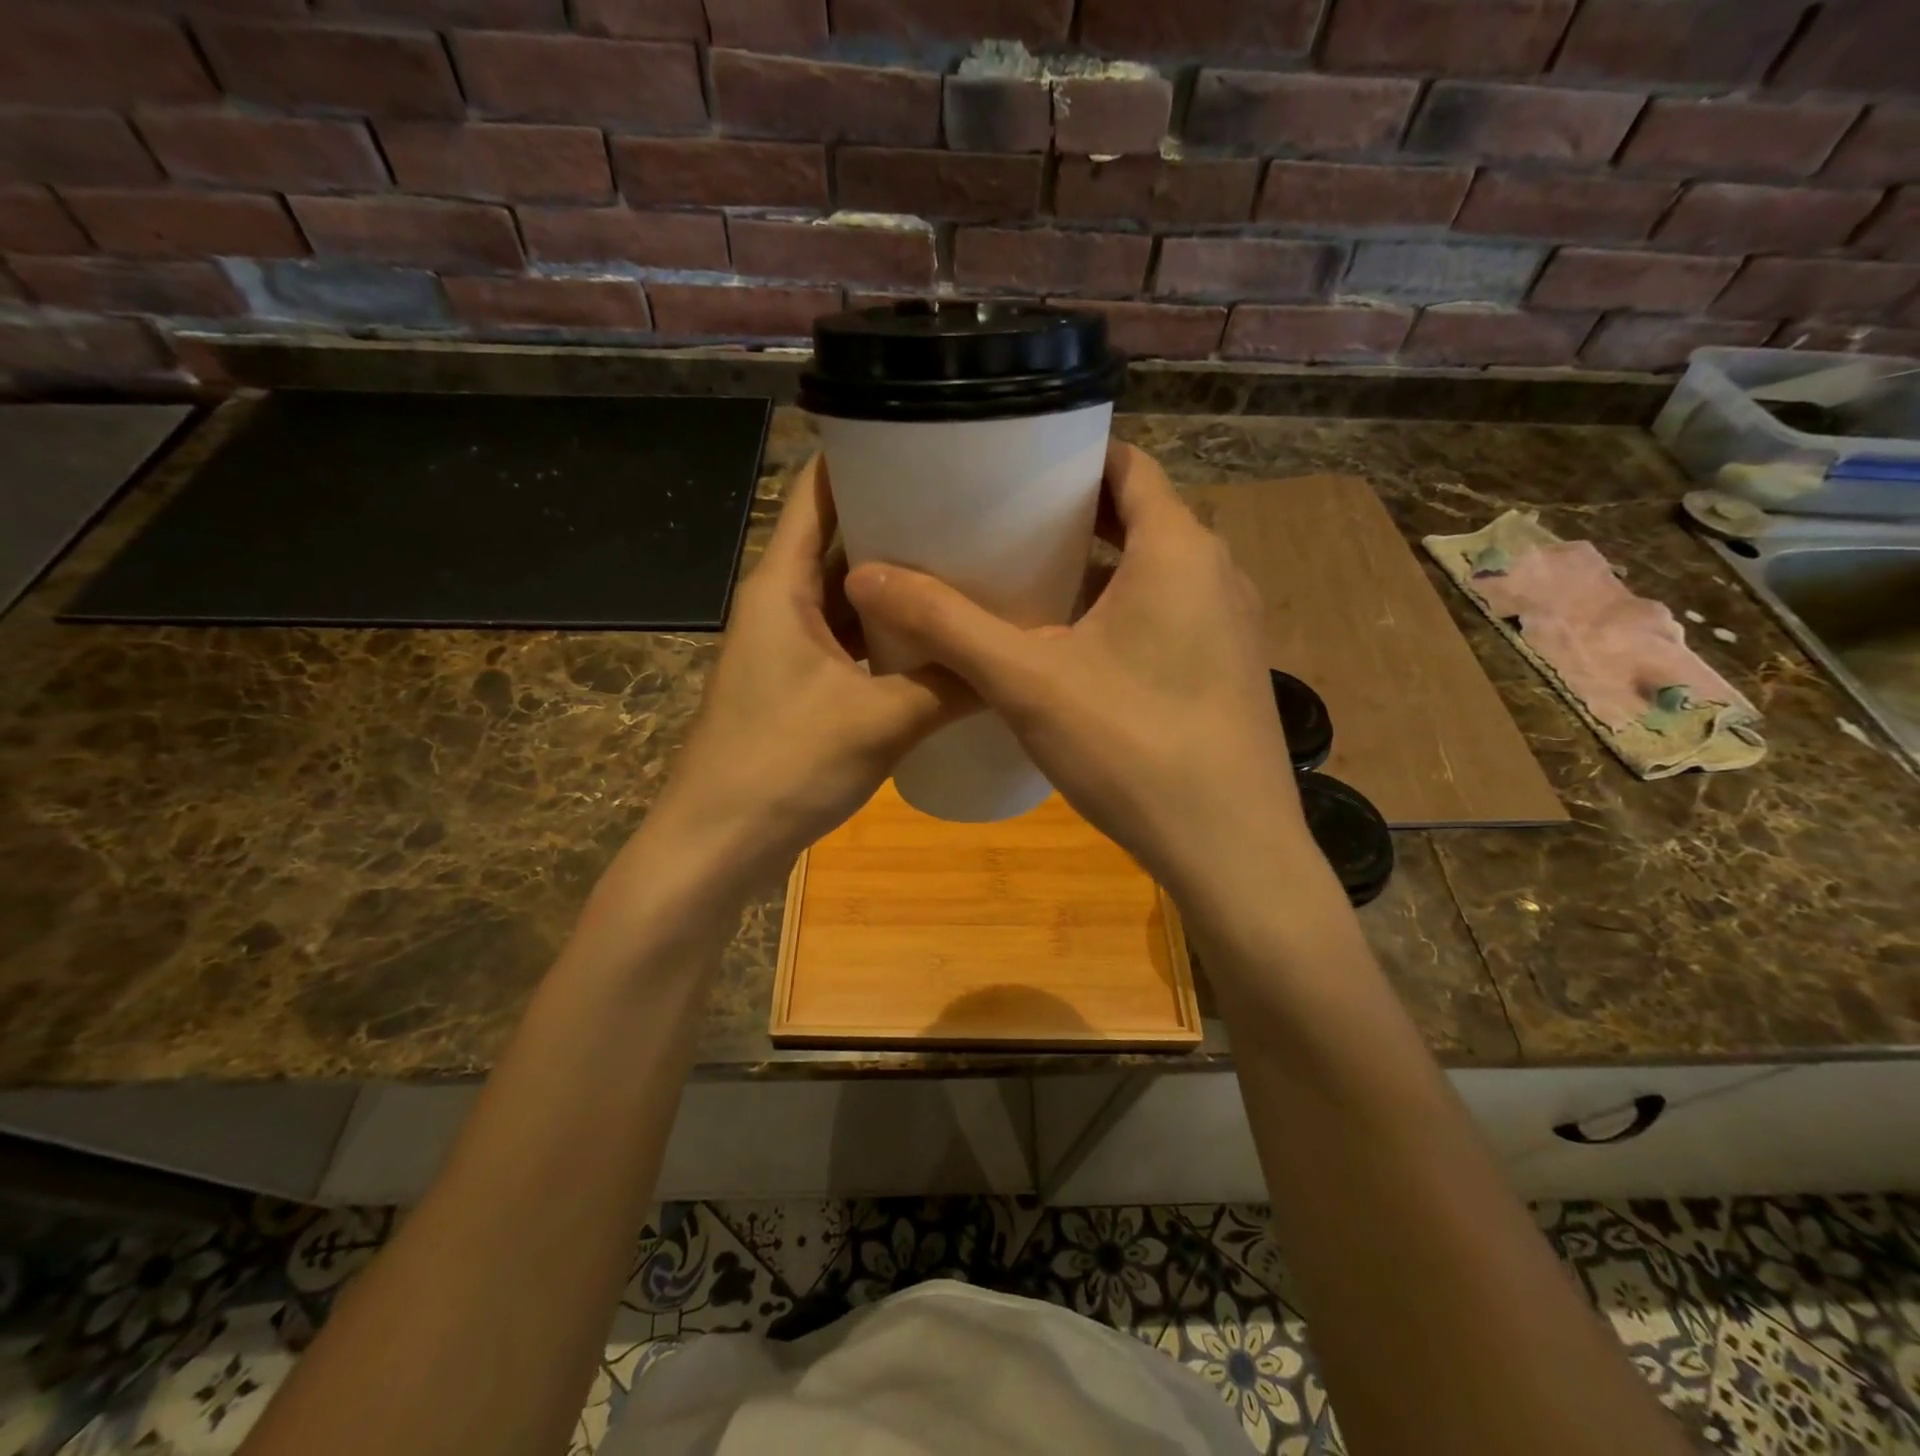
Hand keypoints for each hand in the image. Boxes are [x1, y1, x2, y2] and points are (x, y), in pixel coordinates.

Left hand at [641, 456, 973, 892]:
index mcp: (781, 585)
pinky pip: (849, 642)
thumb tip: (1017, 658)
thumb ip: (950, 683)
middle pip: (838, 541)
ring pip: (847, 597)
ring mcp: (788, 648)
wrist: (718, 845)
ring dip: (896, 585)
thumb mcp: (881, 720)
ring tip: (966, 566)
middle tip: (973, 508)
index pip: (817, 492)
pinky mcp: (799, 687)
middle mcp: (780, 604)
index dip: (863, 456)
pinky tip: (935, 640)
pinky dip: (887, 636)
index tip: (926, 438)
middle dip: (898, 522)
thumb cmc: (784, 766)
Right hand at [845, 443, 1313, 905]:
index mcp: (1178, 548)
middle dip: (1072, 518)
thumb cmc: (1132, 747)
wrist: (1231, 849)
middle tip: (1001, 528)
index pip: (1127, 464)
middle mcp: (1217, 572)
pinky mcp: (1230, 669)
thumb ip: (947, 624)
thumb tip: (864, 574)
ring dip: (1097, 569)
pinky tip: (1075, 650)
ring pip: (1156, 570)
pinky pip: (1171, 613)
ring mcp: (1232, 624)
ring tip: (1026, 582)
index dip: (1069, 459)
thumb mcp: (1027, 681)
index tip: (1012, 470)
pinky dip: (1124, 611)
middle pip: (1139, 516)